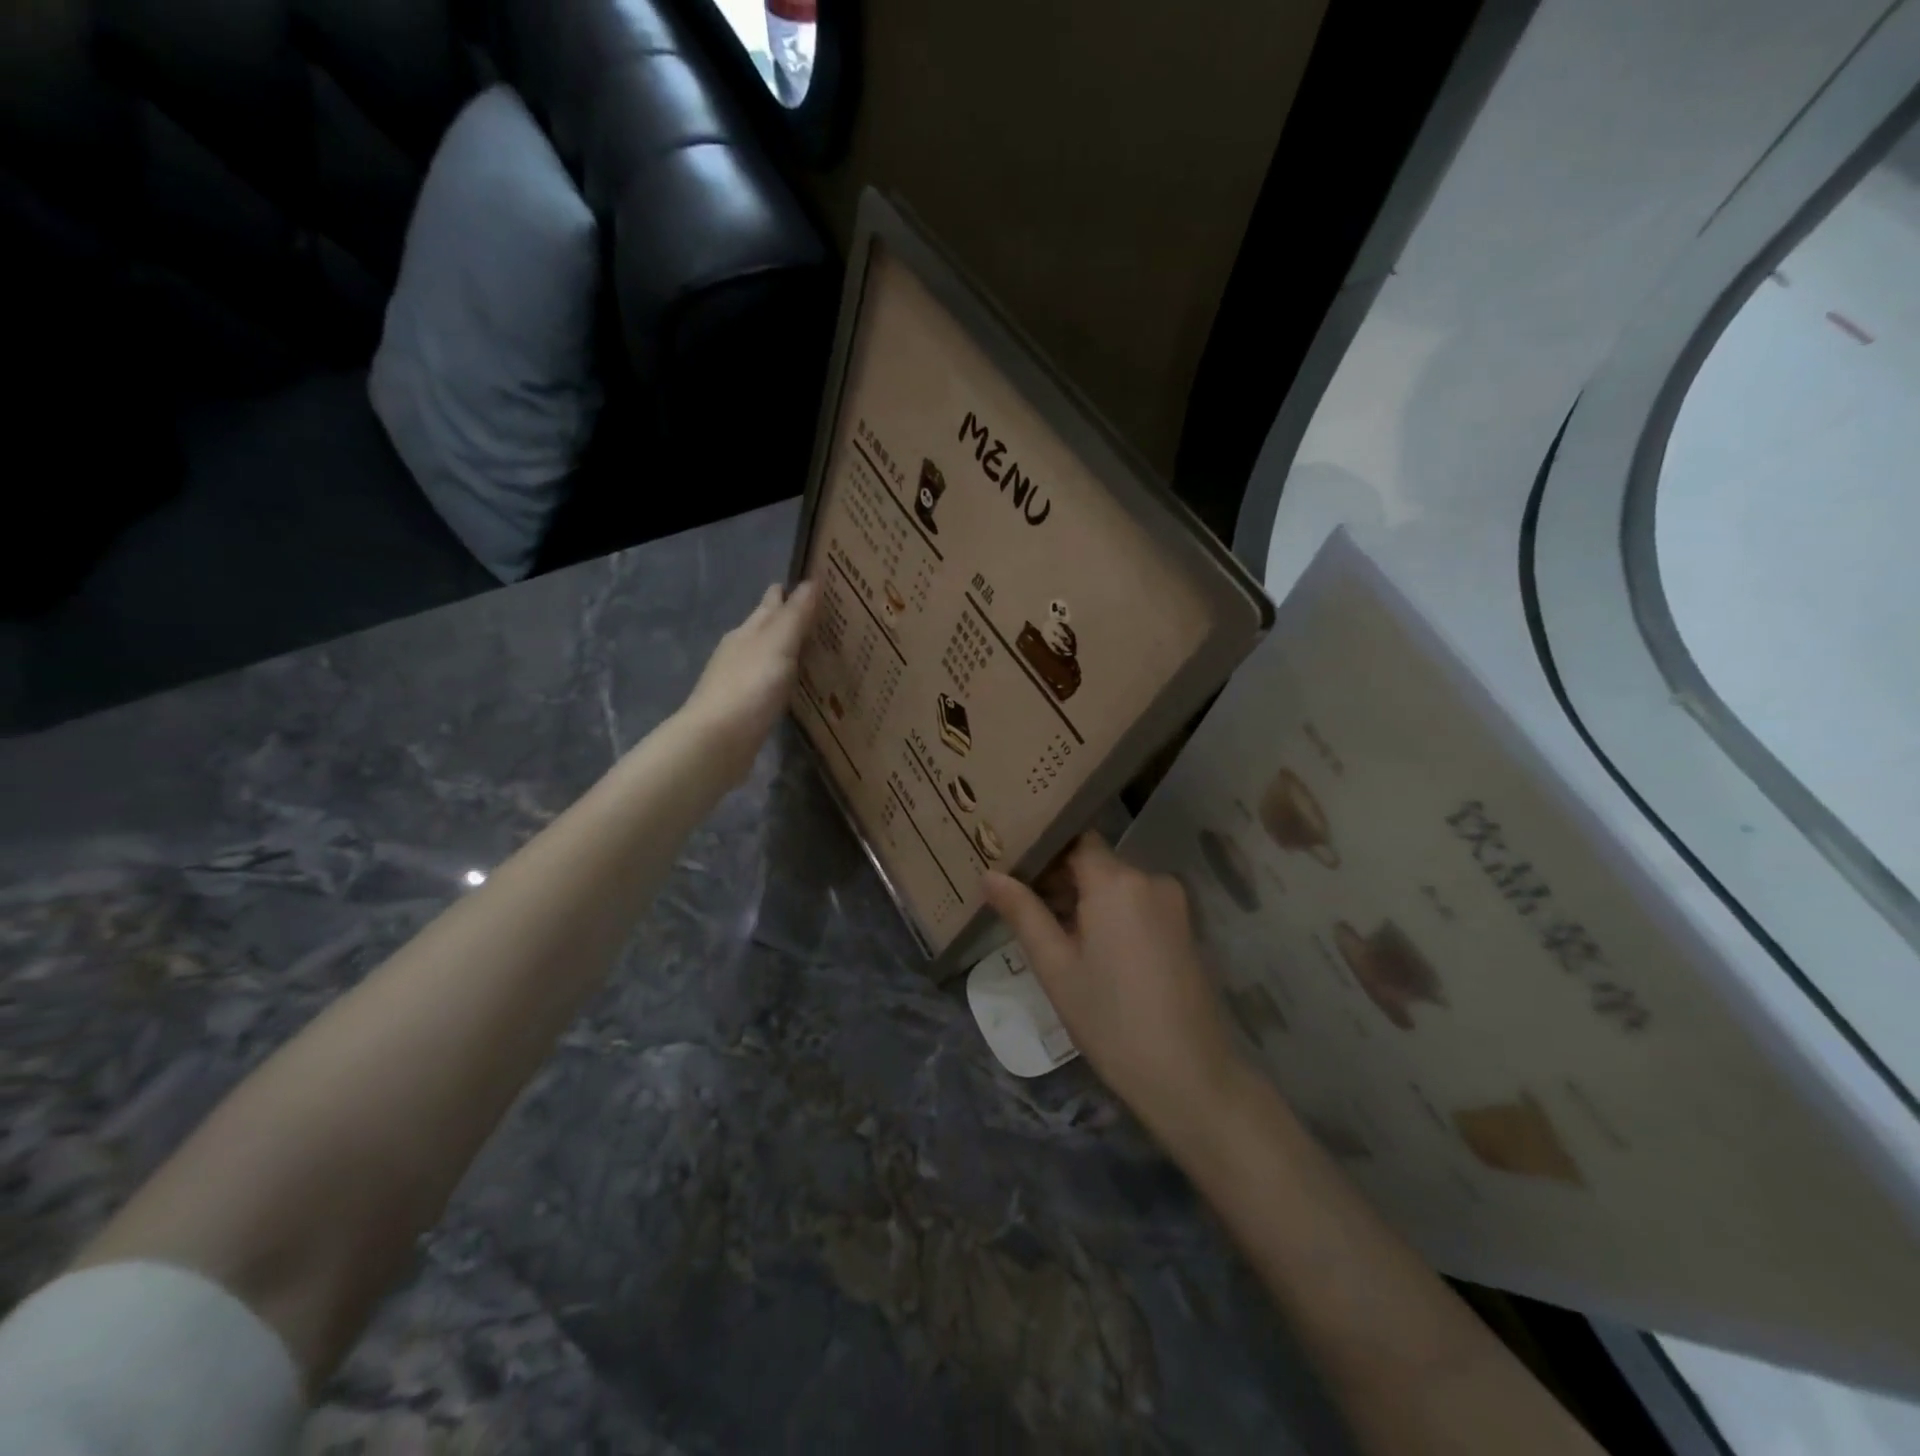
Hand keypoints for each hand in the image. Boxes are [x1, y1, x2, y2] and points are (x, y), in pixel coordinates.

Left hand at [678, 581, 817, 782]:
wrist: (717, 741)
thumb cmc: (749, 687)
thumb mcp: (777, 645)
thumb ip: (795, 616)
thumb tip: (811, 581)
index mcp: (747, 632)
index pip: (769, 604)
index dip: (786, 592)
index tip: (810, 583)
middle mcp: (740, 652)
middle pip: (765, 628)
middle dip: (786, 619)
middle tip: (817, 614)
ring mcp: (738, 681)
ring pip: (766, 657)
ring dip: (785, 650)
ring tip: (812, 648)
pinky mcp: (743, 709)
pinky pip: (768, 684)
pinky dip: (782, 678)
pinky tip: (793, 686)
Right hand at [982, 834, 1250, 1143]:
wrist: (1189, 1077)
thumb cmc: (1110, 1020)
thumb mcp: (1055, 967)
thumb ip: (1022, 912)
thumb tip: (990, 874)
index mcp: (1117, 881)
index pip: (1073, 839)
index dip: (1042, 849)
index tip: (1010, 864)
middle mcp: (1150, 879)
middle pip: (1095, 862)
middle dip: (1058, 878)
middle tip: (1018, 902)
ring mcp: (1173, 904)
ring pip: (1115, 885)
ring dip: (1083, 899)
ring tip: (1046, 929)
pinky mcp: (1185, 928)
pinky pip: (1137, 905)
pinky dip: (1109, 914)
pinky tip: (1087, 948)